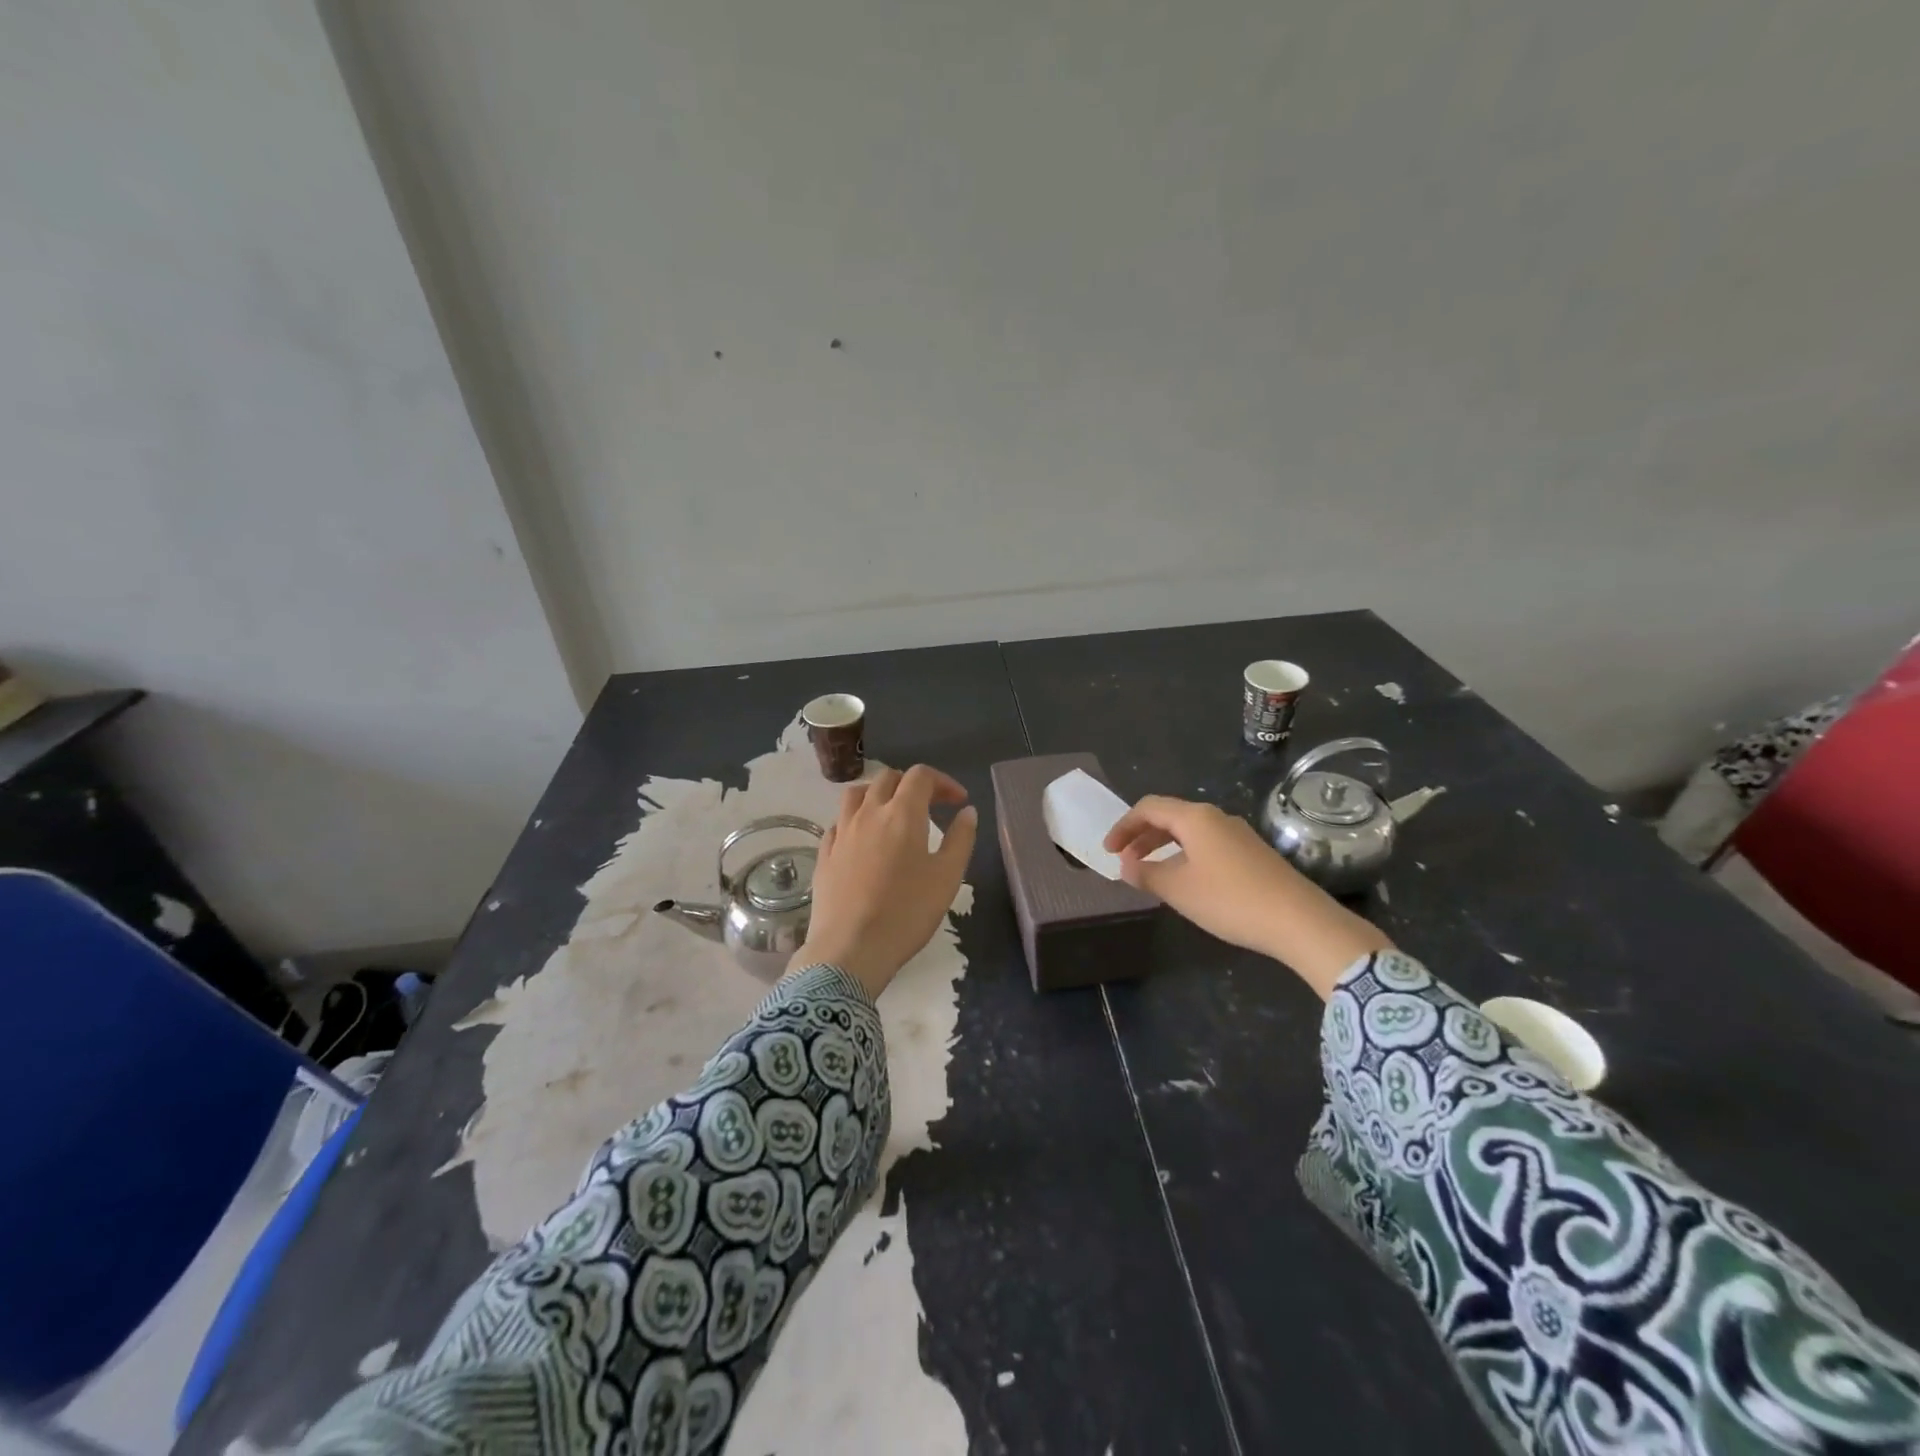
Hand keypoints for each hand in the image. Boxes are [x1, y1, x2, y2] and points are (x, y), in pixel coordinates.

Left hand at [795, 765, 978, 999]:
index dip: (943, 782)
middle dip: (912, 785)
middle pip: (888, 778)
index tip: (958, 802)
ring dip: (879, 794)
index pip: (921, 776)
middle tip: (930, 806)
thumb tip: (967, 811)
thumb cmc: (907, 912)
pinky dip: (856, 820)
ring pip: (857, 794)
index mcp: (902, 813)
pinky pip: (839, 822)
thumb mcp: (947, 877)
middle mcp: (868, 813)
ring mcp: (841, 832)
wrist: (850, 949)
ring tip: (893, 814)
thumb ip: (960, 839)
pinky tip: (864, 841)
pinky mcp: (825, 854)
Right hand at [1104, 796, 1391, 998]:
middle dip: (1142, 836)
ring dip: (1163, 847)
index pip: (1148, 808)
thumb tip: (1126, 865)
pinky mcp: (1253, 853)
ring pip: (1190, 832)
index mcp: (1195, 817)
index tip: (1108, 851)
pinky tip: (1186, 881)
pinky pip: (1207, 844)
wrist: (1300, 921)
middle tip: (1124, 860)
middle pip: (1169, 816)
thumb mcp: (1178, 890)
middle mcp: (1216, 817)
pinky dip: (1185, 855)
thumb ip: (1146, 874)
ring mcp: (1238, 834)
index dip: (1123, 826)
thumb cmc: (1230, 900)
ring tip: (1150, 872)